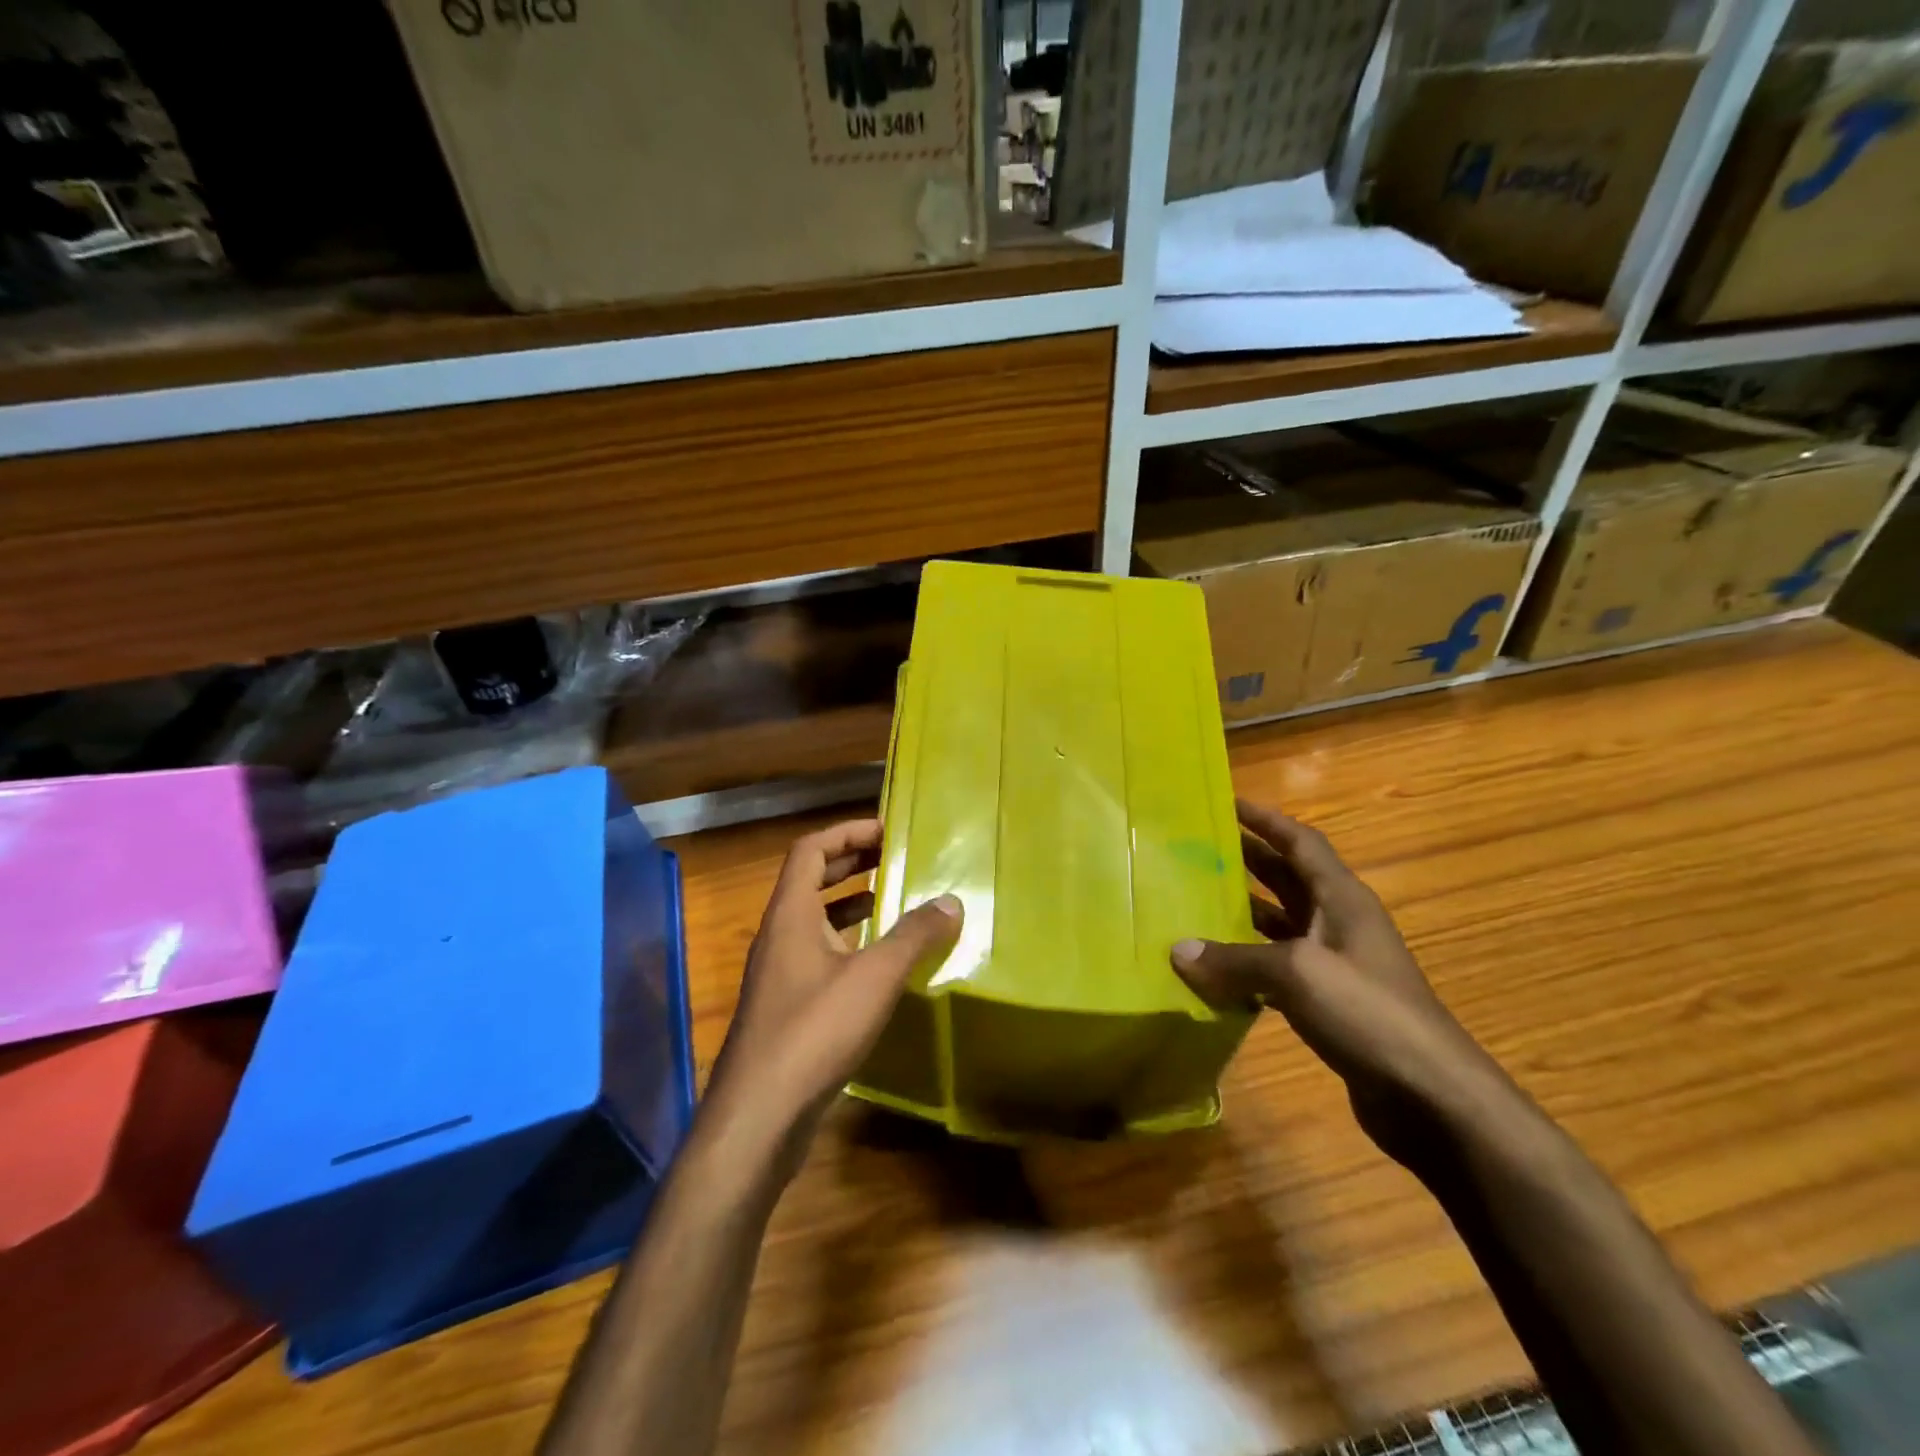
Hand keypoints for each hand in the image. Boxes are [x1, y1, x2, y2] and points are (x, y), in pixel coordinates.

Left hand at [703, 819, 960, 1176]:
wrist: (759, 1116)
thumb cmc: (814, 1031)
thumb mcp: (874, 977)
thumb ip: (913, 936)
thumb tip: (950, 901)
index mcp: (790, 914)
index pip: (811, 850)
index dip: (847, 832)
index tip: (887, 829)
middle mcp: (780, 936)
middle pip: (811, 881)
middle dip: (853, 863)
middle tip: (896, 858)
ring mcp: (781, 973)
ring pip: (817, 921)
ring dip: (852, 904)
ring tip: (895, 901)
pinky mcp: (789, 1007)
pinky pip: (821, 955)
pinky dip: (851, 943)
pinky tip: (882, 962)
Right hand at [1171, 800, 1506, 1167]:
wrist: (1431, 1097)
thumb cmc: (1369, 1013)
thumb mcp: (1298, 974)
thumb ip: (1235, 959)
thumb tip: (1178, 951)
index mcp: (1342, 899)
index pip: (1301, 843)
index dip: (1266, 820)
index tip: (1228, 802)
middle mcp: (1340, 924)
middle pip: (1288, 879)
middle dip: (1248, 860)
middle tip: (1198, 849)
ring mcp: (1337, 965)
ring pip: (1281, 925)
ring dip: (1244, 912)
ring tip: (1195, 902)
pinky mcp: (1330, 1004)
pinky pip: (1279, 969)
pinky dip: (1248, 963)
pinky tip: (1215, 970)